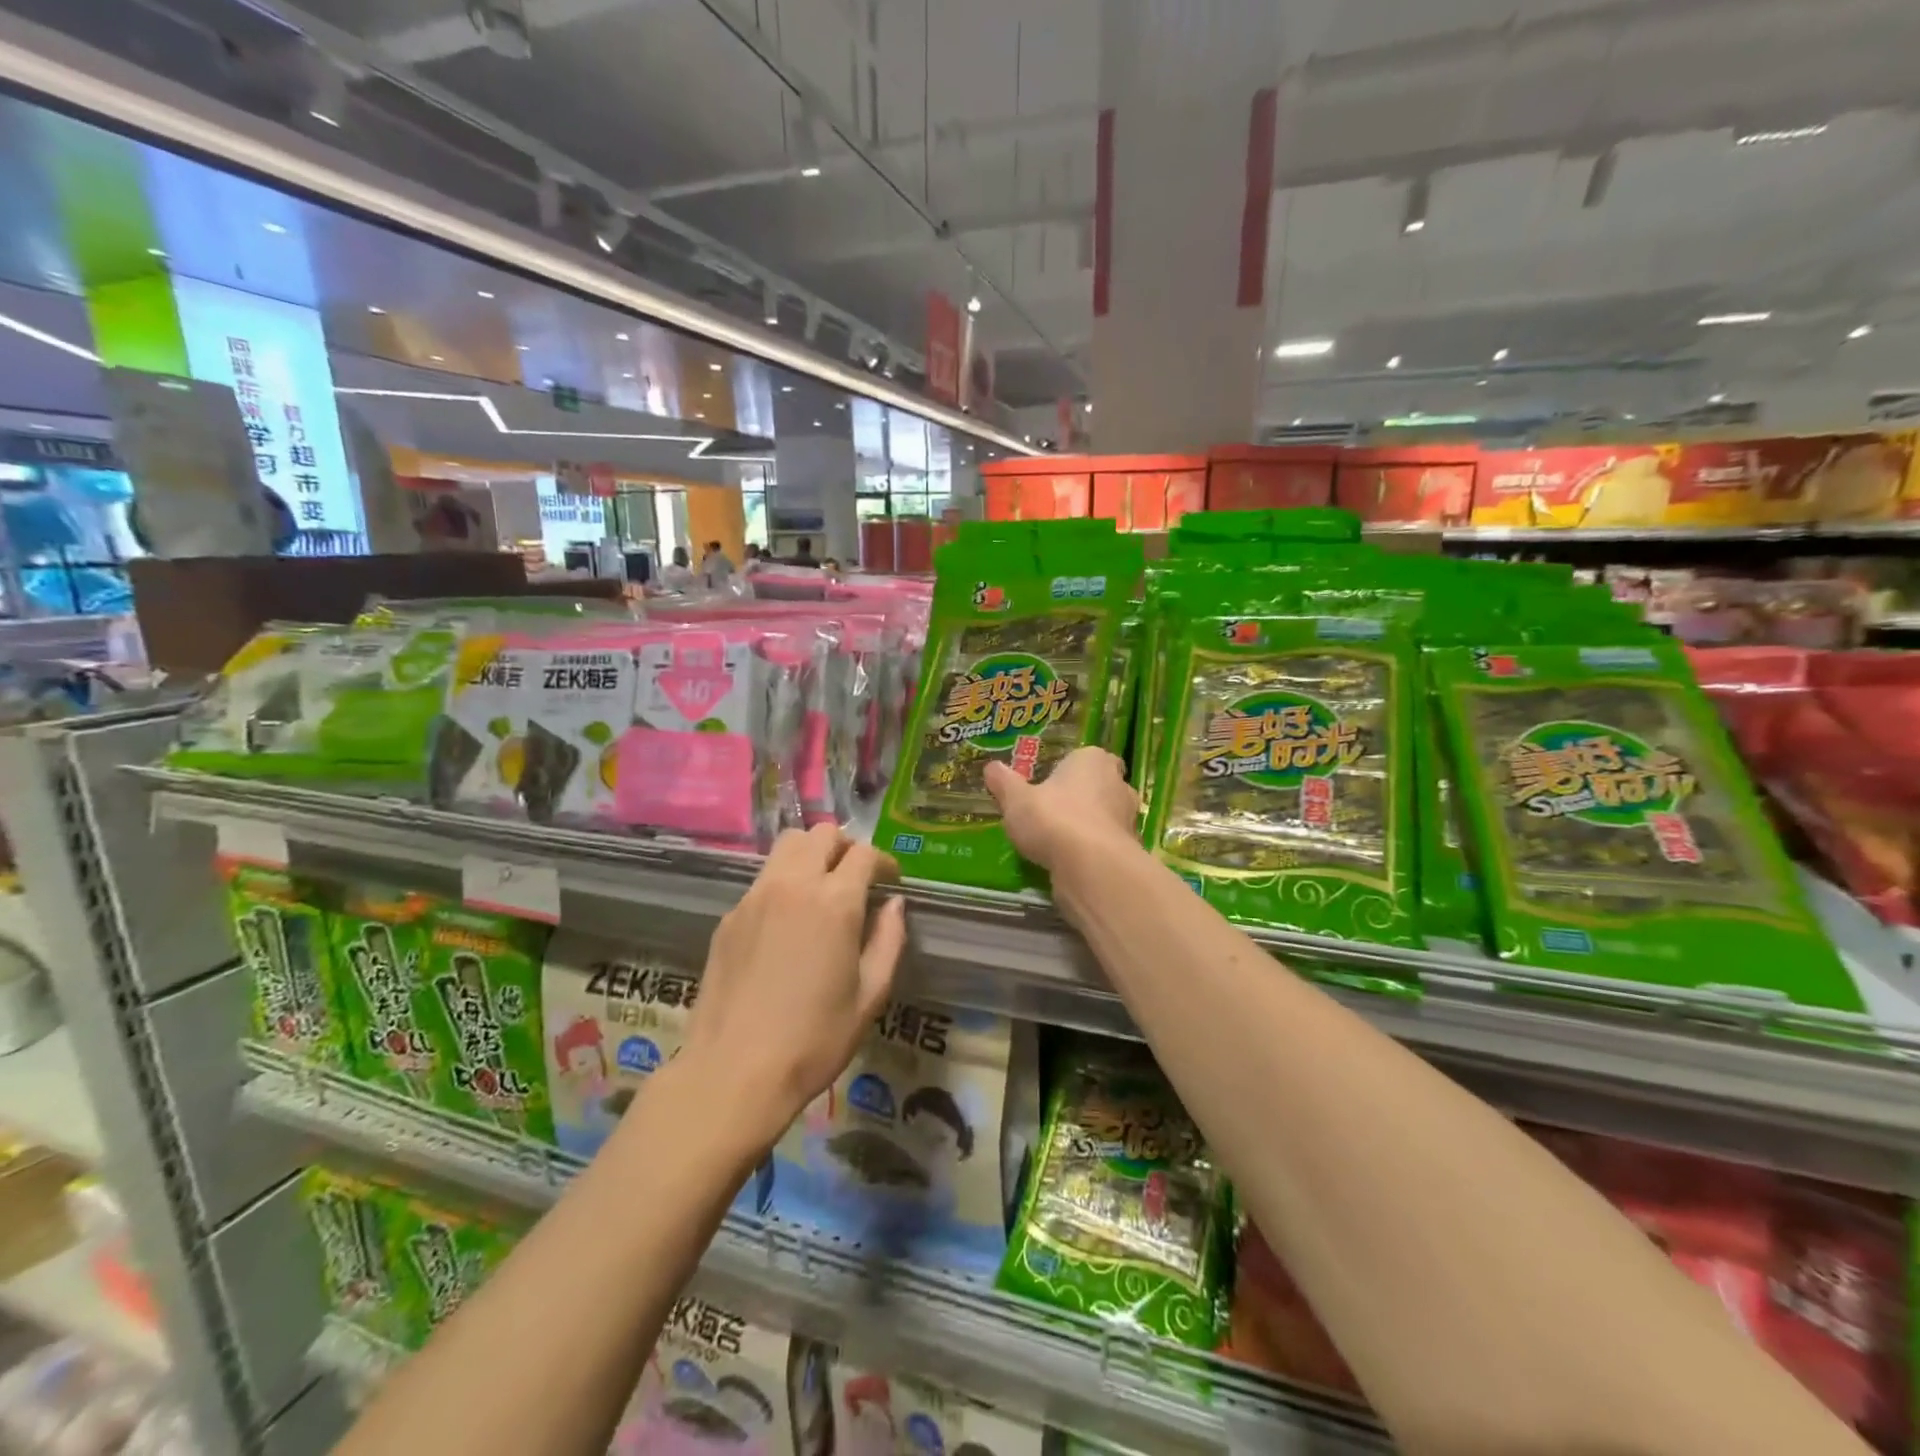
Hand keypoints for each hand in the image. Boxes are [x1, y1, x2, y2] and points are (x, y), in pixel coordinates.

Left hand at [680, 825, 905, 1145]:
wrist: (734, 1072)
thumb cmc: (814, 1039)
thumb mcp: (870, 996)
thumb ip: (889, 941)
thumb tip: (894, 905)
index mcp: (835, 902)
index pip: (864, 854)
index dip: (883, 862)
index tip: (890, 881)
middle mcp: (793, 885)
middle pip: (822, 834)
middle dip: (846, 848)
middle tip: (856, 878)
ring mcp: (755, 897)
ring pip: (787, 846)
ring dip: (811, 854)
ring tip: (821, 889)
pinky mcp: (730, 916)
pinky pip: (763, 879)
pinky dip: (783, 882)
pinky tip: (787, 923)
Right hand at [984, 747, 1140, 870]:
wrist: (1091, 867)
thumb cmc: (1053, 819)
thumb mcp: (1016, 799)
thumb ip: (1004, 782)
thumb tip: (991, 767)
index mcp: (1093, 760)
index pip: (1083, 758)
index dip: (1066, 772)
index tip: (1046, 786)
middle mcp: (1118, 783)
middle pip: (1098, 786)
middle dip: (1080, 797)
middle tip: (1051, 812)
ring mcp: (1129, 817)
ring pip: (1105, 816)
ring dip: (1087, 825)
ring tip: (1058, 841)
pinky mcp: (1130, 849)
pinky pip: (1107, 844)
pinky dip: (1093, 850)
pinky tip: (1072, 862)